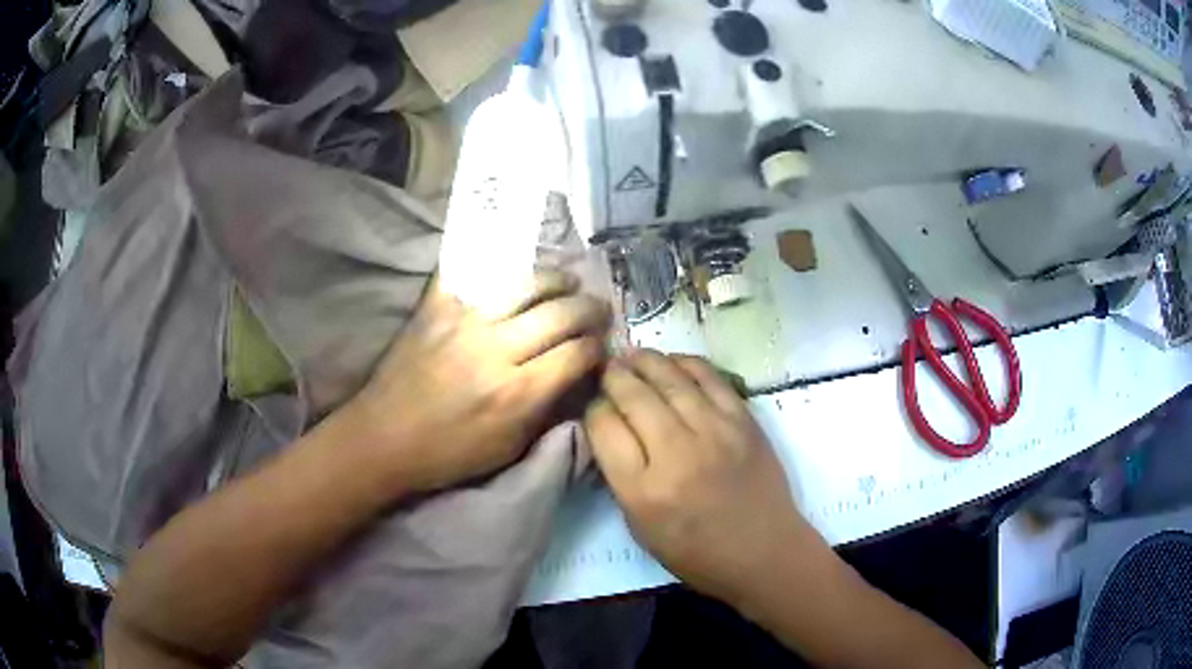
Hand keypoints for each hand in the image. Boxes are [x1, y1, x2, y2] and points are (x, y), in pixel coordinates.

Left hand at [348, 271, 609, 493]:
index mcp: (517, 392)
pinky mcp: (436, 307)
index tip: (601, 347)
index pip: (577, 354)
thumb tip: (575, 379)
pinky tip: (514, 268)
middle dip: (590, 309)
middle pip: (560, 313)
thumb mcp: (509, 448)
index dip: (598, 347)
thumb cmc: (449, 454)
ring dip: (555, 279)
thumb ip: (547, 410)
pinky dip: (497, 265)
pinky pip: (471, 272)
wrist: (384, 437)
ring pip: (525, 284)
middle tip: (599, 309)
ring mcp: (463, 321)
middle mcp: (496, 349)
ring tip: (568, 281)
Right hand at [585, 350, 817, 605]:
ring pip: (670, 379)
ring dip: (646, 361)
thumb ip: (621, 477)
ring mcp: (715, 432)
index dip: (593, 410)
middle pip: (634, 396)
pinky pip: (710, 378)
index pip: (604, 428)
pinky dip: (687, 363)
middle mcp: (676, 453)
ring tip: (632, 355)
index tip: (595, 406)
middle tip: (607, 367)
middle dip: (614, 376)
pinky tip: (672, 362)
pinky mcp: (743, 421)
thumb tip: (611, 430)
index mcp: (643, 490)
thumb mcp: (641, 527)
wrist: (763, 551)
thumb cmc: (696, 552)